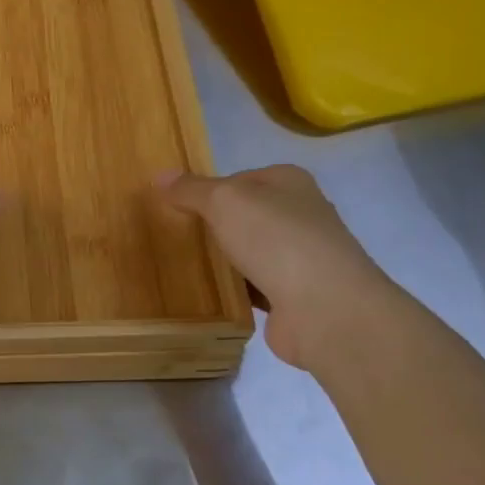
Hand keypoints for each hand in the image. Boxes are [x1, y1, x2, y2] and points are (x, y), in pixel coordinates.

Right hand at [160, 165, 390, 367]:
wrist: (325, 308)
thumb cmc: (275, 239)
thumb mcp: (223, 200)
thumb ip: (190, 189)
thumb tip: (160, 175)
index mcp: (289, 182)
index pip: (239, 178)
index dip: (207, 190)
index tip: (176, 207)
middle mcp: (300, 215)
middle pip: (245, 215)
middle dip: (214, 226)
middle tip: (175, 237)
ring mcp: (301, 257)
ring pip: (249, 251)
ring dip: (224, 260)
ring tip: (183, 266)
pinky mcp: (295, 295)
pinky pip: (254, 286)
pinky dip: (234, 290)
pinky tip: (208, 294)